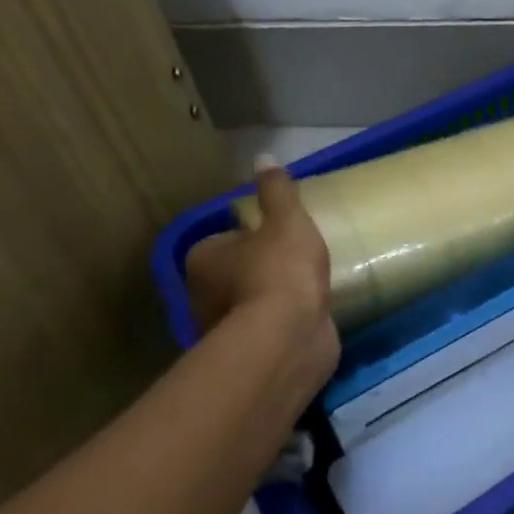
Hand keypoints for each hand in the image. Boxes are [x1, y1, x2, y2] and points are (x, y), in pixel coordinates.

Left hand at [184, 156, 339, 392]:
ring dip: (272, 301)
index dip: (251, 238)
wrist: (288, 335)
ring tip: (308, 290)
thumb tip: (264, 157)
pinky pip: (268, 333)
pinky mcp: (251, 357)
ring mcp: (225, 330)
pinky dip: (283, 326)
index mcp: (204, 258)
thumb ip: (277, 191)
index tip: (280, 237)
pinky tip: (309, 318)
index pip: (224, 241)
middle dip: (259, 270)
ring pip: (249, 306)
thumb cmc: (281, 269)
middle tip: (297, 262)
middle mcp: (203, 296)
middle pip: (233, 274)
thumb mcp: (286, 220)